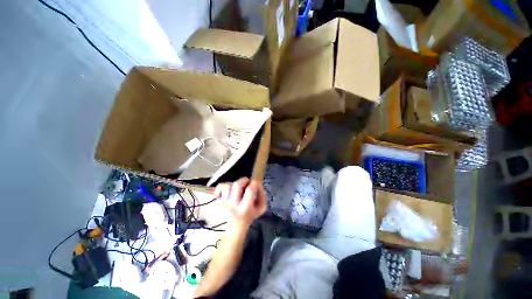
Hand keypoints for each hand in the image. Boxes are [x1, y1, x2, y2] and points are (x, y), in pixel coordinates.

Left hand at [214, 178, 266, 227]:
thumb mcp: (260, 209)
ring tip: (237, 189)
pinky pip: (219, 187)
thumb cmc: (248, 217)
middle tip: (247, 183)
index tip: (255, 184)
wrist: (233, 229)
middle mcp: (233, 205)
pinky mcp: (217, 201)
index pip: (250, 190)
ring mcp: (223, 203)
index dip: (254, 183)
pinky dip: (222, 186)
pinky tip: (226, 191)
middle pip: (237, 185)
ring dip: (234, 185)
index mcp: (245, 209)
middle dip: (244, 180)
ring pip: (228, 185)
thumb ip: (262, 196)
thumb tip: (258, 185)